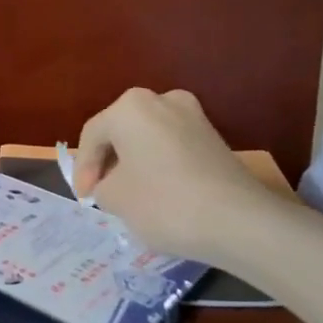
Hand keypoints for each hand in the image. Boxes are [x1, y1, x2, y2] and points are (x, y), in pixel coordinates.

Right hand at [72, 88, 277, 261]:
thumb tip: (112, 184)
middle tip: (102, 193)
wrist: (239, 221)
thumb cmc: (163, 203)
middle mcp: (162, 100)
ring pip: (148, 139)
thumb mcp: (114, 198)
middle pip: (122, 132)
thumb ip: (102, 185)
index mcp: (130, 107)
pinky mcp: (215, 138)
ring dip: (135, 164)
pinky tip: (159, 193)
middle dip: (109, 162)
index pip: (93, 136)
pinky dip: (159, 166)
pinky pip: (173, 148)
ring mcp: (194, 116)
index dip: (83, 169)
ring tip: (129, 196)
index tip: (85, 198)